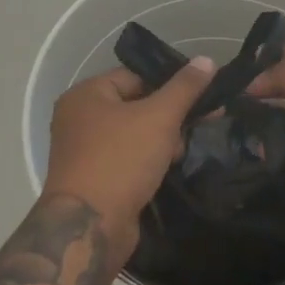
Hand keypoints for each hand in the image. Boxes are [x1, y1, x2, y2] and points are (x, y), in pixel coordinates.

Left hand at [41, 58, 215, 266]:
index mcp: (86, 95)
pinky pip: (127, 159)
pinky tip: (168, 171)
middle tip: (197, 128)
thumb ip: (185, 88)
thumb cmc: (121, 159)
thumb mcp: (159, 117)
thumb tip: (207, 59)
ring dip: (160, 142)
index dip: (169, 85)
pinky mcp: (93, 180)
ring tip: (181, 154)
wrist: (90, 226)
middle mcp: (78, 119)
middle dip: (168, 118)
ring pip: (133, 135)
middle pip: (135, 105)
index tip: (201, 98)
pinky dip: (147, 162)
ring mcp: (83, 151)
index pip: (135, 76)